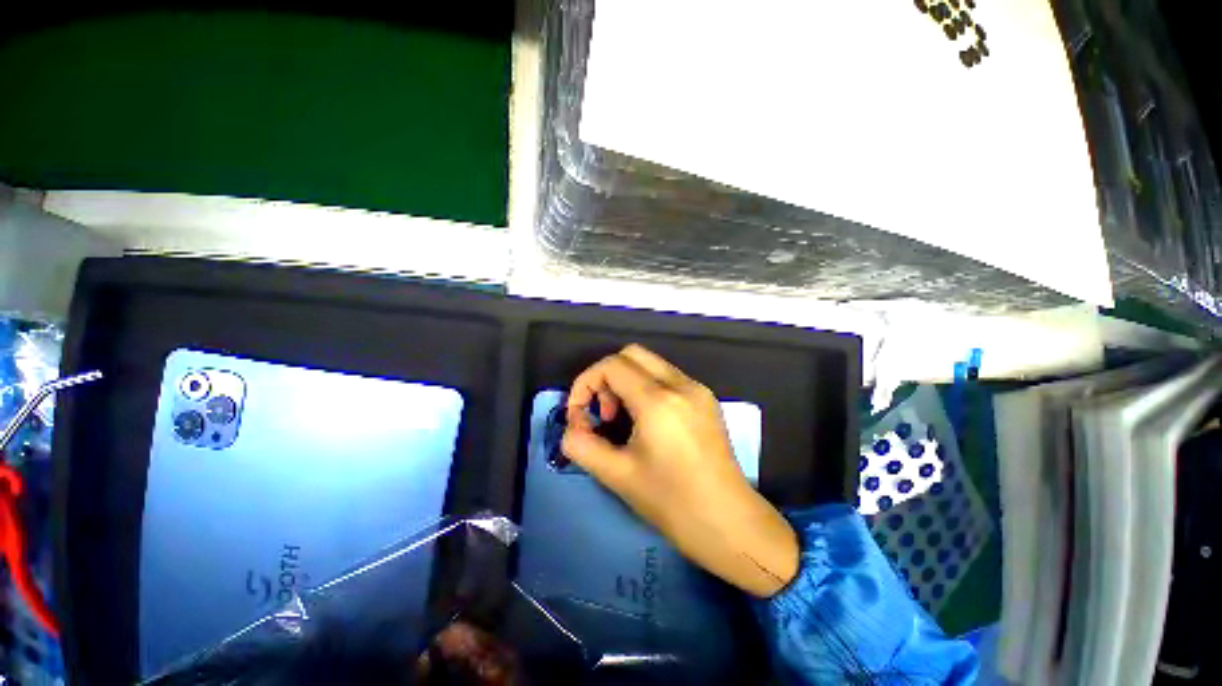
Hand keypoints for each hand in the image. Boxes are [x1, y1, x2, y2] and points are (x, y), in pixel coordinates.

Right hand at [561, 345, 798, 597]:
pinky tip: (648, 421)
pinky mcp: (707, 399)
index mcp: (658, 400)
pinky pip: (668, 376)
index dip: (585, 383)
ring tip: (625, 419)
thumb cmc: (672, 503)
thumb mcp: (617, 475)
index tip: (580, 414)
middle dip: (607, 377)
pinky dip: (647, 387)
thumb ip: (582, 445)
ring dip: (628, 381)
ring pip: (651, 363)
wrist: (730, 523)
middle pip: (631, 354)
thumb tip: (572, 426)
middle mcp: (681, 384)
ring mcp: (698, 389)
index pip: (611, 366)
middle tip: (605, 414)